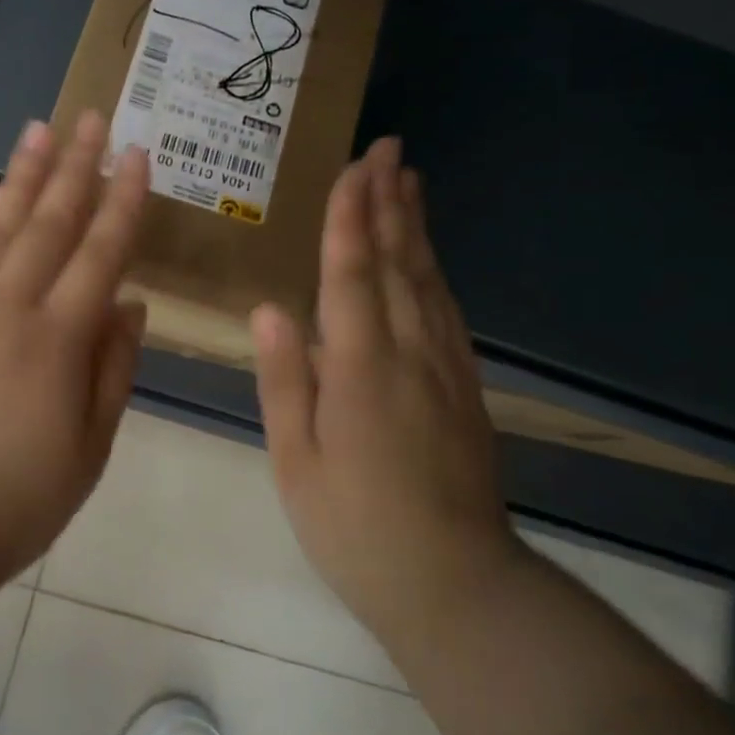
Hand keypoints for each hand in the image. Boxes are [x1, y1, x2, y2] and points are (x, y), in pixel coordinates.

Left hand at [0, 112, 148, 587]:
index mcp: (59, 339)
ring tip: (38, 130)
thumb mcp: (91, 447)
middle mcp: (9, 307)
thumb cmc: (16, 498)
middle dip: (75, 166)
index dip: (123, 201)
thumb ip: (113, 369)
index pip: (101, 252)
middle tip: (91, 118)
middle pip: (49, 223)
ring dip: (21, 175)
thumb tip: (130, 304)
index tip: (137, 155)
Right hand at [251, 137, 522, 642]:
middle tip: (388, 150)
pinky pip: (447, 313)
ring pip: (428, 281)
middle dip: (389, 203)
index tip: (354, 167)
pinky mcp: (465, 389)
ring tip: (409, 182)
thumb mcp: (298, 463)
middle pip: (398, 264)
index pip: (352, 275)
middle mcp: (410, 354)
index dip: (351, 217)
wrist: (455, 584)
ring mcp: (446, 369)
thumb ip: (285, 381)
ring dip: (415, 228)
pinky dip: (434, 273)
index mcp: (361, 370)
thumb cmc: (356, 528)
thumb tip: (269, 311)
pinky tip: (428, 260)